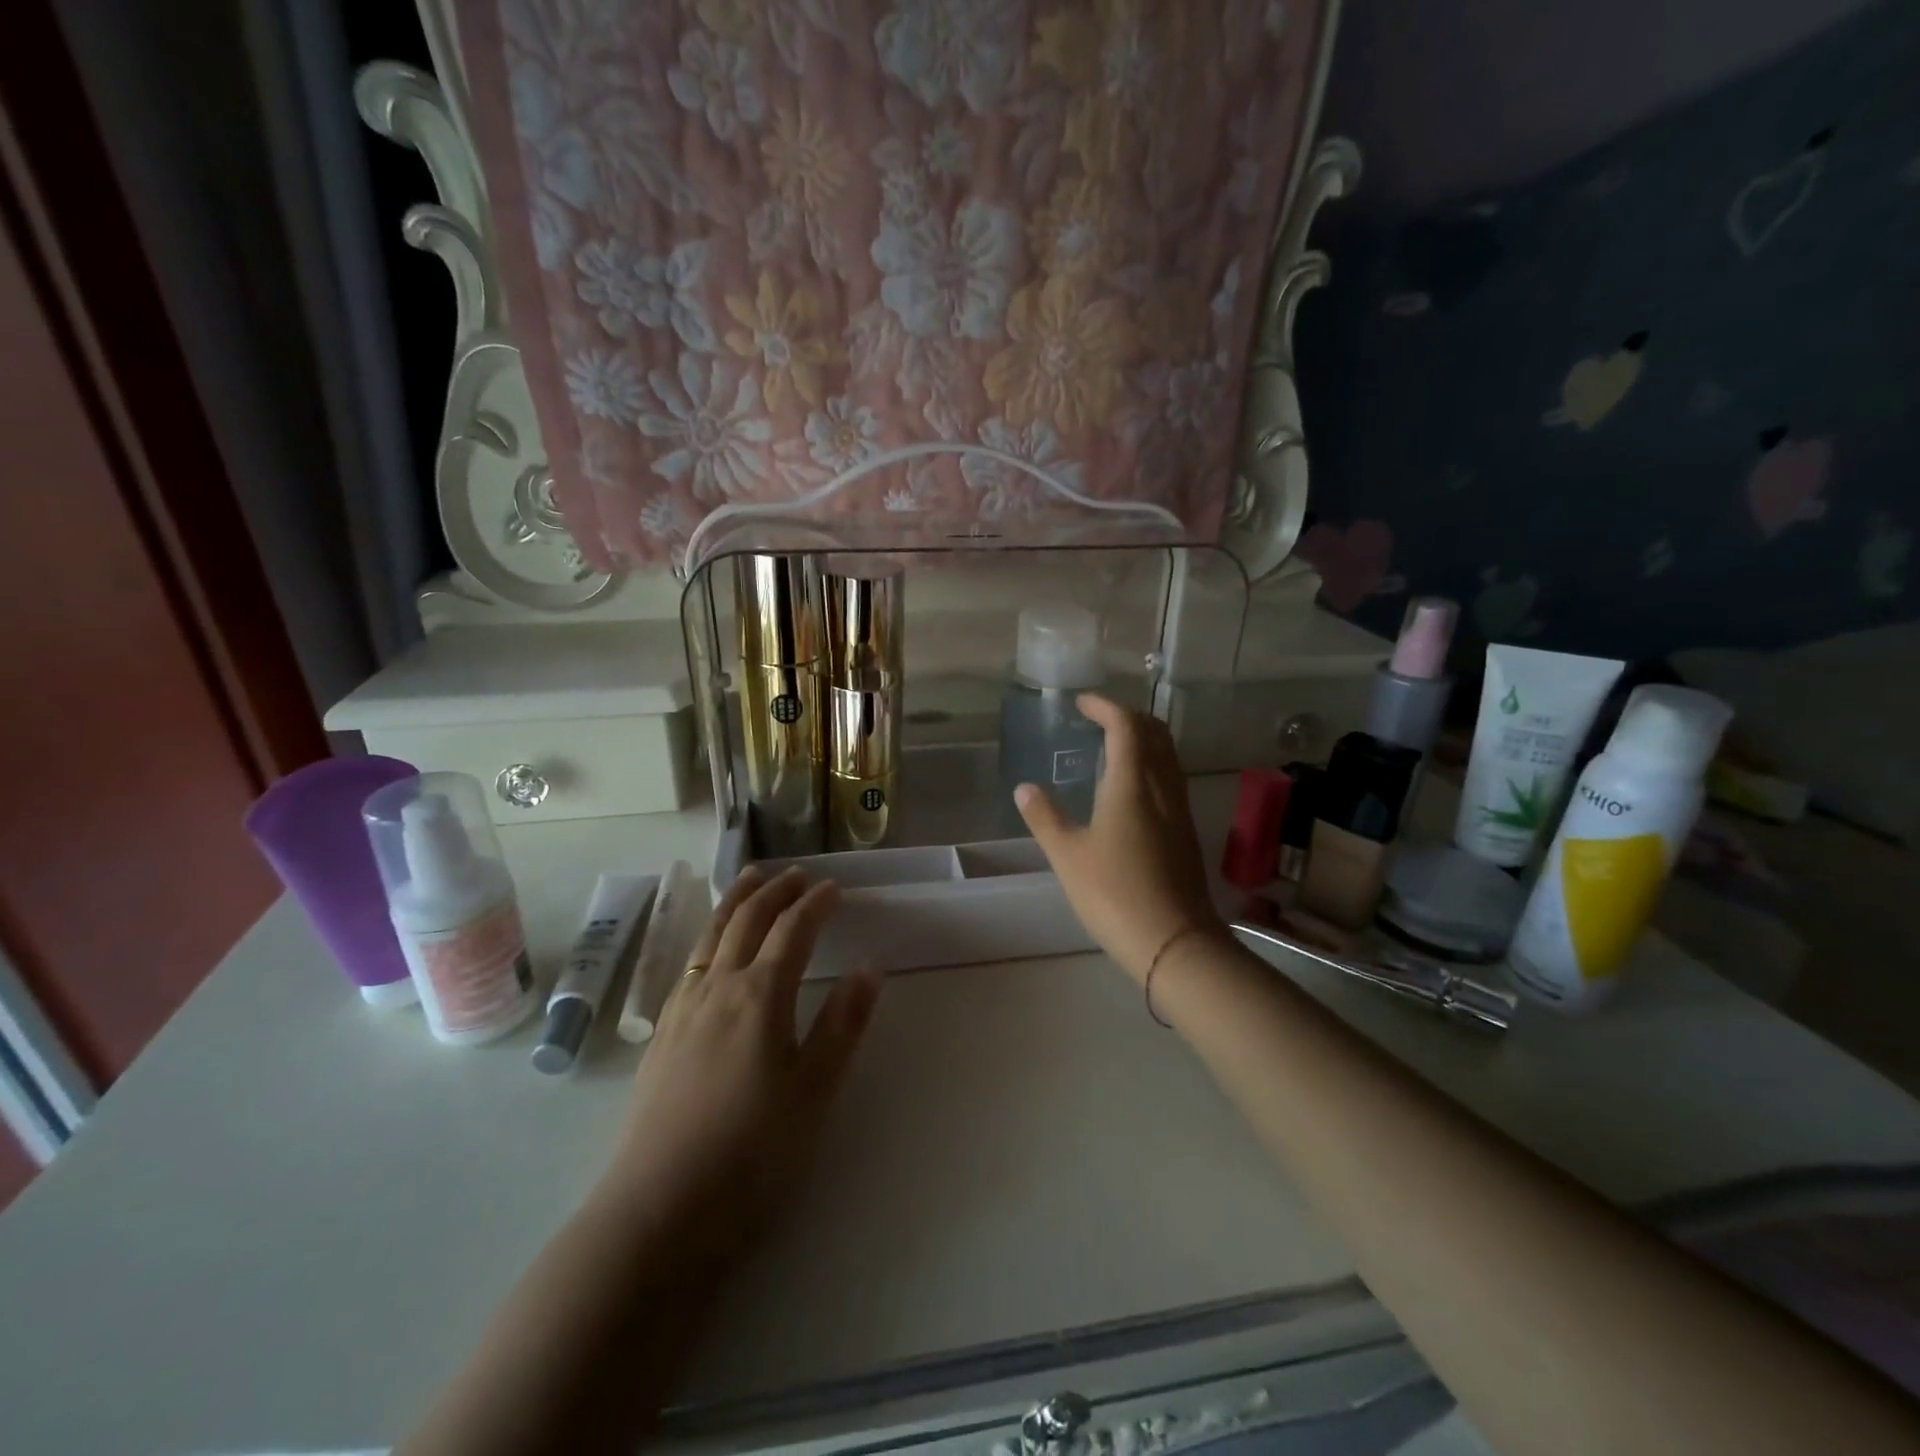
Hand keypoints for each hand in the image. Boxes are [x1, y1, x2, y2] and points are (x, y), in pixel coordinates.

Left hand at [605, 866, 880, 1255]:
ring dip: (736, 901)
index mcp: (760, 996)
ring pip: (711, 935)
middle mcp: (717, 988)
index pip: (792, 930)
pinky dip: (709, 936)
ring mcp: (682, 1010)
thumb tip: (868, 968)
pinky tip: (711, 949)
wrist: (658, 1213)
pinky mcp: (660, 1035)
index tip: (835, 888)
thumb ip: (842, 1025)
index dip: (815, 904)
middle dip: (775, 891)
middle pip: (747, 921)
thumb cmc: (751, 1154)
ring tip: (751, 880)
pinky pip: (689, 962)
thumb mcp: (814, 1092)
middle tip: (797, 874)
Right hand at [1015, 695, 1227, 981]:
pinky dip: (1152, 764)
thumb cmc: (1113, 892)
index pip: (1126, 727)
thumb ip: (1045, 817)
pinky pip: (1171, 779)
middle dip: (1129, 717)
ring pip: (1168, 756)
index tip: (1083, 703)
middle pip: (1155, 734)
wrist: (1174, 940)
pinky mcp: (1185, 831)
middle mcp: (1162, 787)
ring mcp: (1179, 809)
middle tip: (1100, 719)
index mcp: (1132, 784)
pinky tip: (1132, 788)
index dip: (1105, 707)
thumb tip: (1024, 788)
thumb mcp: (1068, 855)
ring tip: (1114, 746)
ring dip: (1144, 740)